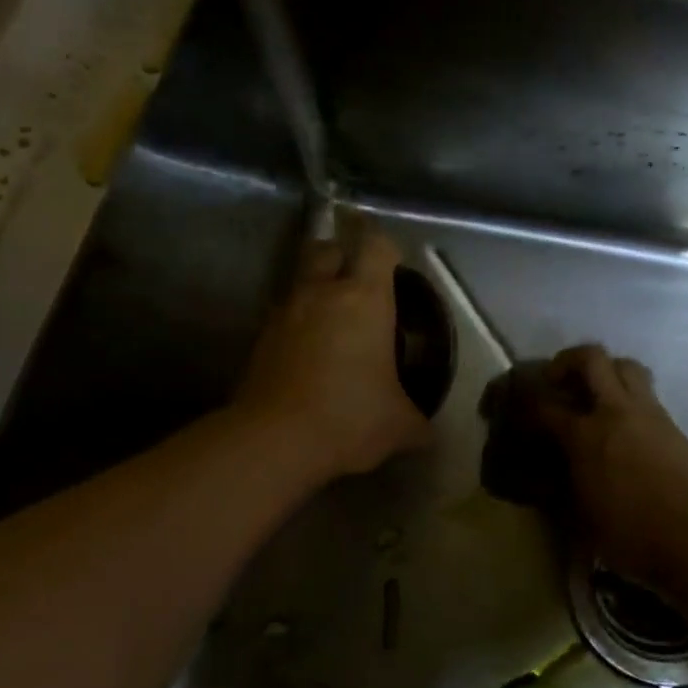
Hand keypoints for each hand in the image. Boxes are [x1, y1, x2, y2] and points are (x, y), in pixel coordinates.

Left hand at [235, 225, 429, 479]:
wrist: (274, 442)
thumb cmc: (349, 418)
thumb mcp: (399, 425)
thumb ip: (417, 421)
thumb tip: (428, 433)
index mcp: (364, 299)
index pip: (376, 246)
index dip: (386, 247)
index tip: (394, 263)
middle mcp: (322, 294)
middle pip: (326, 248)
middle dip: (341, 255)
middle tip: (358, 282)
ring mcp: (285, 313)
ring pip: (300, 282)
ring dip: (316, 291)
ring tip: (333, 323)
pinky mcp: (259, 339)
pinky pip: (284, 317)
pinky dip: (297, 325)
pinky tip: (310, 355)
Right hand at [532, 344, 687, 590]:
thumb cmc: (629, 535)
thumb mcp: (581, 514)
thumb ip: (565, 480)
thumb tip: (557, 467)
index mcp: (586, 435)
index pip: (546, 407)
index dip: (528, 403)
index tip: (521, 406)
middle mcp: (616, 412)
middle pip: (592, 358)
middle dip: (569, 359)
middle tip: (559, 378)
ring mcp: (649, 413)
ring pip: (626, 366)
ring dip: (607, 370)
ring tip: (597, 392)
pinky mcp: (672, 425)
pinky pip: (647, 394)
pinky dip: (630, 398)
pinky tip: (626, 425)